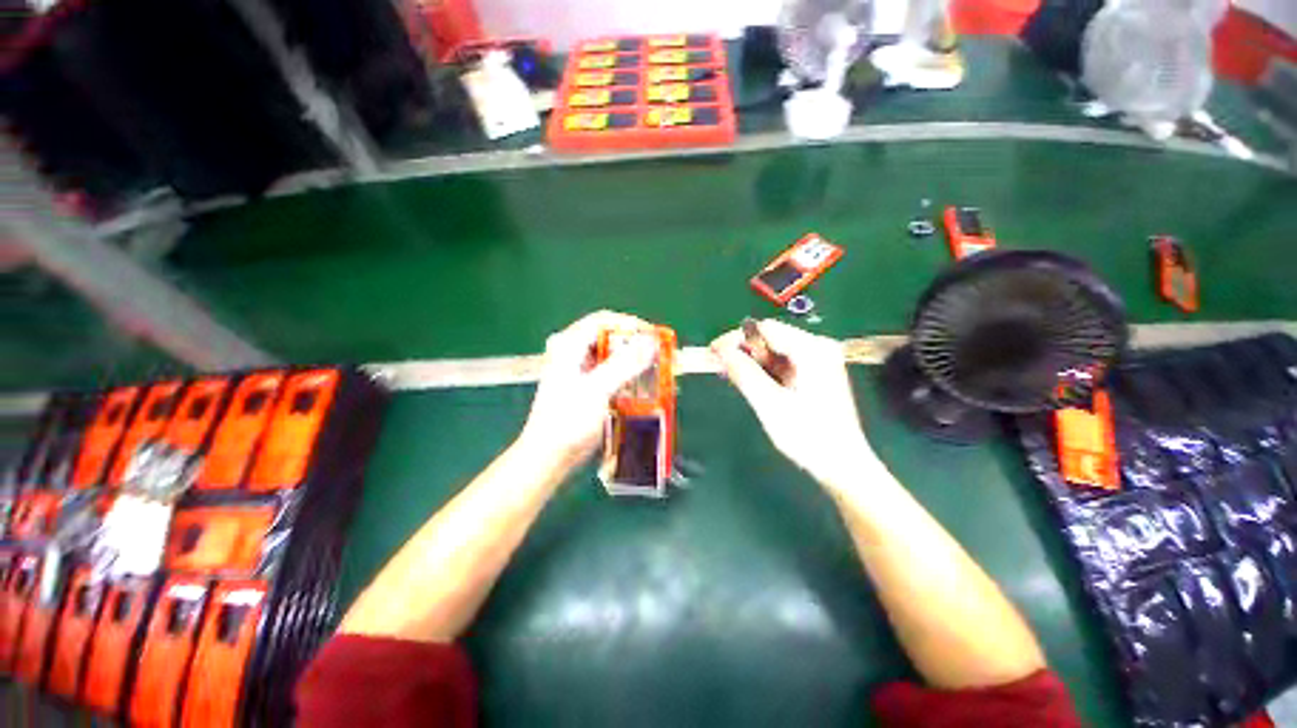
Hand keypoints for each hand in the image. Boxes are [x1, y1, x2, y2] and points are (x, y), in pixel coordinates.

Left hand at [518, 311, 656, 471]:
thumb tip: (650, 342)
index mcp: (569, 345)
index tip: (654, 336)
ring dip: (635, 362)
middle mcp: (573, 352)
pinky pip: (613, 373)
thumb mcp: (598, 389)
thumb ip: (625, 364)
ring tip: (659, 369)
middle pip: (609, 338)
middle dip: (636, 345)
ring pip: (613, 356)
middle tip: (660, 354)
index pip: (603, 321)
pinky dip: (629, 377)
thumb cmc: (568, 421)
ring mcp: (579, 370)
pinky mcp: (587, 387)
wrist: (549, 457)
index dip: (630, 325)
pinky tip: (647, 386)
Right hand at [711, 320, 875, 486]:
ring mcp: (819, 360)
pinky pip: (783, 362)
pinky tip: (750, 381)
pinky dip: (764, 370)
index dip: (735, 338)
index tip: (713, 353)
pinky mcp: (816, 372)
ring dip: (751, 361)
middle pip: (771, 337)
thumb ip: (744, 373)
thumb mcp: (770, 404)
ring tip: (731, 376)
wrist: (842, 465)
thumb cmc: (808, 436)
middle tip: (719, 367)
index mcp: (812, 350)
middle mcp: (818, 347)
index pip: (765, 329)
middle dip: (743, 351)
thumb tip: (721, 350)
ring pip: (774, 350)